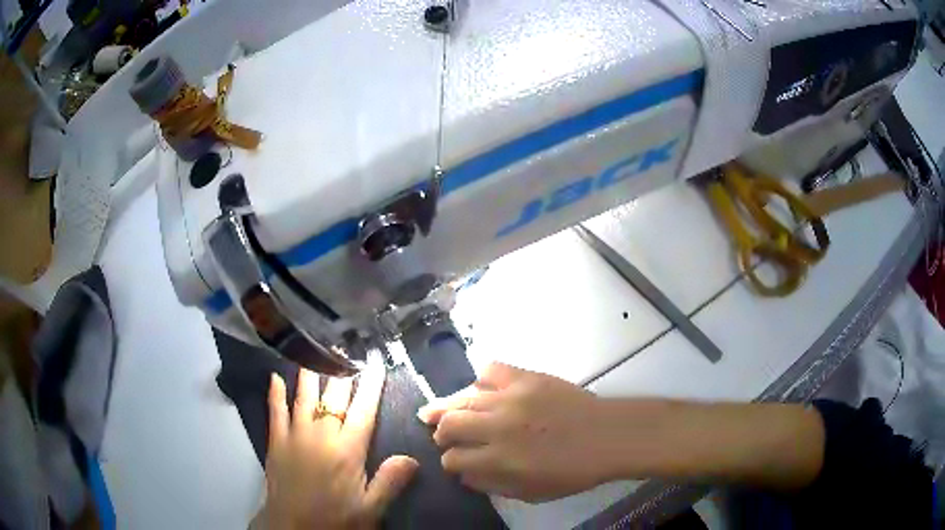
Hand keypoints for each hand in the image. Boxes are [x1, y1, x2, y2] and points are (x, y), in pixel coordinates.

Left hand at [258, 362, 417, 528]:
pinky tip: (275, 376)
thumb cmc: (335, 519)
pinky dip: (275, 393)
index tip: (375, 362)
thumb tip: (413, 458)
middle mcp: (321, 435)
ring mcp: (295, 435)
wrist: (292, 527)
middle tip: (346, 346)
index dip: (371, 384)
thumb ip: (390, 481)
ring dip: (310, 372)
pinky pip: (275, 411)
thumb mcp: (370, 509)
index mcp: (347, 450)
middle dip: (342, 370)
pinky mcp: (275, 441)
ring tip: (315, 349)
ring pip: (303, 396)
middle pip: (334, 396)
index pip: (363, 410)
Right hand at [417, 363, 609, 502]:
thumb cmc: (573, 471)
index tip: (454, 462)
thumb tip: (464, 475)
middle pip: (450, 424)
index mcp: (500, 460)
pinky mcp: (526, 377)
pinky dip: (481, 380)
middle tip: (443, 435)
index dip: (449, 462)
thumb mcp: (530, 493)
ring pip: (463, 398)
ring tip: (438, 410)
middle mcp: (499, 427)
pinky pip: (490, 370)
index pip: (454, 459)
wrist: (607, 437)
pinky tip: (482, 389)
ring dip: (447, 407)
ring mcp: (511, 398)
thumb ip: (492, 485)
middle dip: (441, 433)